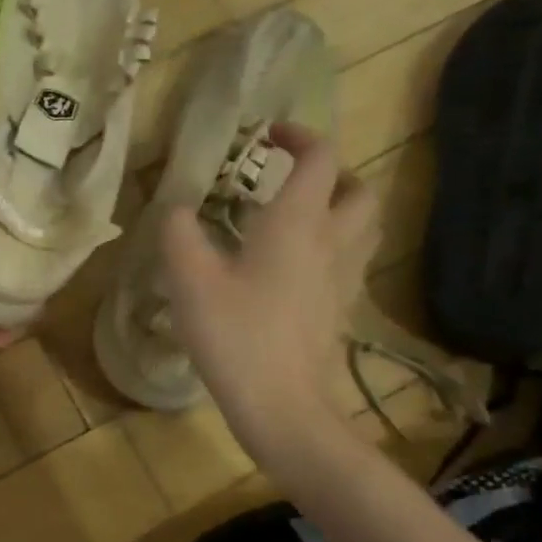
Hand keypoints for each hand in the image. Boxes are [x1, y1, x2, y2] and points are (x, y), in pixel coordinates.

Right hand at [161, 122, 378, 459]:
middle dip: (333, 173)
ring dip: (340, 208)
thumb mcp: (189, 279)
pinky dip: (333, 248)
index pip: (320, 158)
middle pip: (359, 189)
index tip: (267, 136)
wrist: (282, 406)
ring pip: (364, 226)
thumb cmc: (235, 335)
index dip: (299, 136)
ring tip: (299, 217)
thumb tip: (178, 209)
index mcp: (298, 222)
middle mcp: (331, 242)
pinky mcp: (341, 310)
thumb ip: (179, 232)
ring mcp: (343, 279)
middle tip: (293, 179)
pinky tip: (296, 267)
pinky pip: (351, 262)